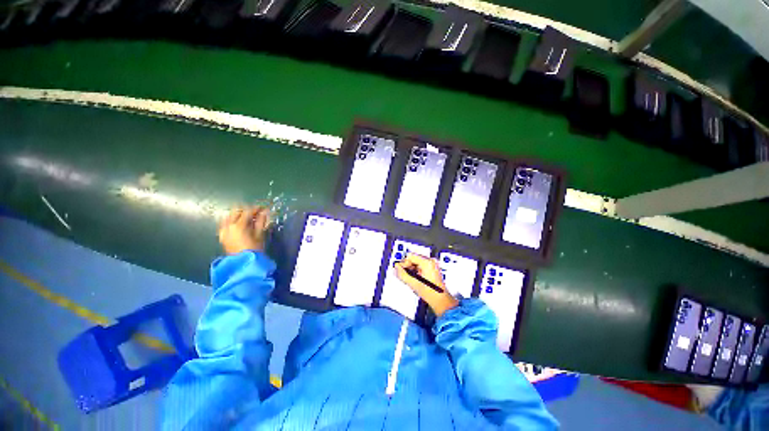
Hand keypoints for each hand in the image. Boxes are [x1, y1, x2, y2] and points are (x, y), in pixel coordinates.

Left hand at [218, 206, 270, 254]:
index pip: (248, 211)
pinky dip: (233, 221)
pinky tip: (239, 225)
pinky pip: (226, 223)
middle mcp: (228, 226)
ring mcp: (223, 230)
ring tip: (248, 218)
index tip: (263, 208)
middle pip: (236, 211)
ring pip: (229, 216)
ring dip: (238, 215)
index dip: (256, 208)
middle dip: (246, 210)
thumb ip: (261, 221)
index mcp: (239, 225)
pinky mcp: (222, 235)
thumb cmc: (254, 249)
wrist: (243, 263)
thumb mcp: (260, 234)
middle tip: (255, 212)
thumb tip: (264, 212)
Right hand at [394, 253, 458, 317]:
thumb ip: (402, 274)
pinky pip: (420, 265)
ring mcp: (433, 264)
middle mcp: (431, 261)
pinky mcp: (432, 268)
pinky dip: (416, 271)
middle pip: (413, 258)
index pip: (410, 256)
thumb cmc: (431, 293)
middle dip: (408, 267)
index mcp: (427, 262)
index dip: (404, 263)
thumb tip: (396, 267)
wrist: (440, 300)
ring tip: (411, 279)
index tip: (401, 270)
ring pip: (416, 262)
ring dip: (411, 269)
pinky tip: (416, 279)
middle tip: (405, 275)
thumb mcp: (413, 283)